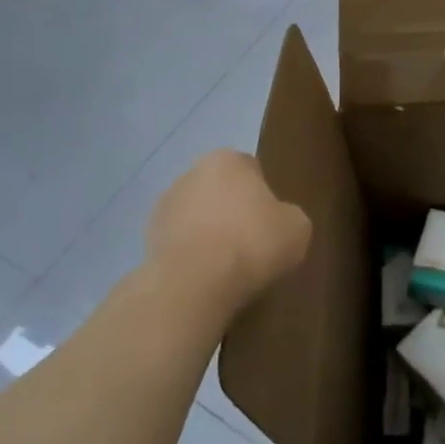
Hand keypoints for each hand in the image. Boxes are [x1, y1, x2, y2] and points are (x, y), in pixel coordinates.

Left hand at [146, 150, 311, 311]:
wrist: (194, 284)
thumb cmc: (253, 243)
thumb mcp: (298, 228)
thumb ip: (289, 216)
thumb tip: (279, 222)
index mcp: (227, 160)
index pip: (251, 169)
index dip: (264, 195)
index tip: (272, 222)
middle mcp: (191, 173)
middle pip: (220, 191)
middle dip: (233, 211)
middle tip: (252, 243)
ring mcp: (164, 207)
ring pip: (196, 217)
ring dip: (209, 234)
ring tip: (228, 268)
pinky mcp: (147, 240)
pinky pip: (180, 244)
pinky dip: (192, 257)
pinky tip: (206, 279)